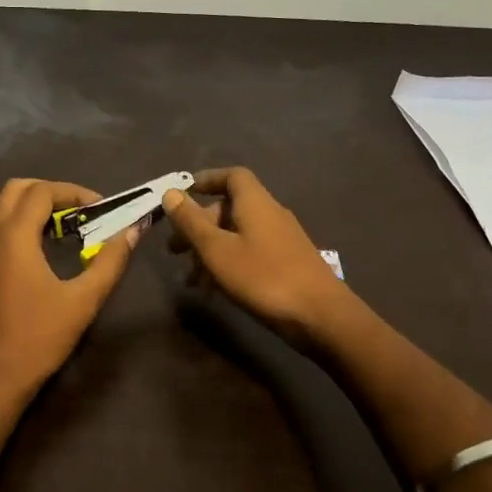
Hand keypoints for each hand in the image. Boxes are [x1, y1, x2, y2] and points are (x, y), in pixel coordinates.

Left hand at [0, 178, 137, 411]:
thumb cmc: (39, 337)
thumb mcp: (83, 300)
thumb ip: (110, 261)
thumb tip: (132, 231)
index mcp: (14, 237)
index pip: (42, 191)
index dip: (74, 191)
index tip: (101, 207)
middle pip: (18, 189)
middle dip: (52, 191)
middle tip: (82, 210)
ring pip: (7, 209)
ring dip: (38, 208)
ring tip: (71, 228)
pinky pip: (3, 230)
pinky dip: (26, 225)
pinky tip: (50, 250)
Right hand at [162, 167, 356, 347]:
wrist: (320, 316)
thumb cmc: (263, 277)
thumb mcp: (217, 250)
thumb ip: (191, 222)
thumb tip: (171, 193)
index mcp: (255, 203)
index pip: (232, 176)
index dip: (207, 180)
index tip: (184, 194)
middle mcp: (270, 214)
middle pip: (230, 208)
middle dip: (199, 225)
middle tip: (174, 249)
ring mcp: (281, 240)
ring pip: (237, 234)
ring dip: (211, 250)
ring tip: (190, 278)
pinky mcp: (287, 263)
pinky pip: (250, 253)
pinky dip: (229, 263)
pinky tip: (215, 290)